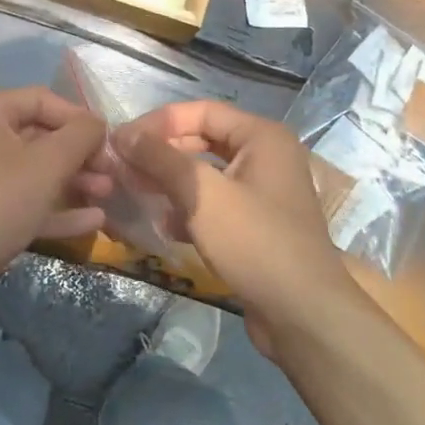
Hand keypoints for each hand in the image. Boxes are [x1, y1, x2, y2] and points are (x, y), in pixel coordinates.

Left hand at [0, 88, 109, 312]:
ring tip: (108, 194)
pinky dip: (58, 209)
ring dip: (74, 181)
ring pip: (37, 172)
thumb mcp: (47, 163)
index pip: (43, 100)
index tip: (109, 141)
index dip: (79, 117)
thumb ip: (80, 136)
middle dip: (80, 154)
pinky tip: (94, 220)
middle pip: (41, 136)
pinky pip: (28, 202)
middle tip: (112, 172)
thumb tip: (99, 123)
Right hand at [115, 101, 359, 354]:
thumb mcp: (202, 194)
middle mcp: (265, 156)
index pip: (200, 111)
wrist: (302, 313)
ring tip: (135, 193)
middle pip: (202, 140)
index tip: (121, 141)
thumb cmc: (254, 241)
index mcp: (261, 136)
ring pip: (206, 174)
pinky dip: (189, 208)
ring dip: (170, 181)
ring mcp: (263, 192)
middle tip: (122, 167)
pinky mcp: (256, 224)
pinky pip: (215, 203)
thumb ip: (161, 159)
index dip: (158, 122)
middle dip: (162, 153)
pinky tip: (166, 226)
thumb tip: (123, 135)